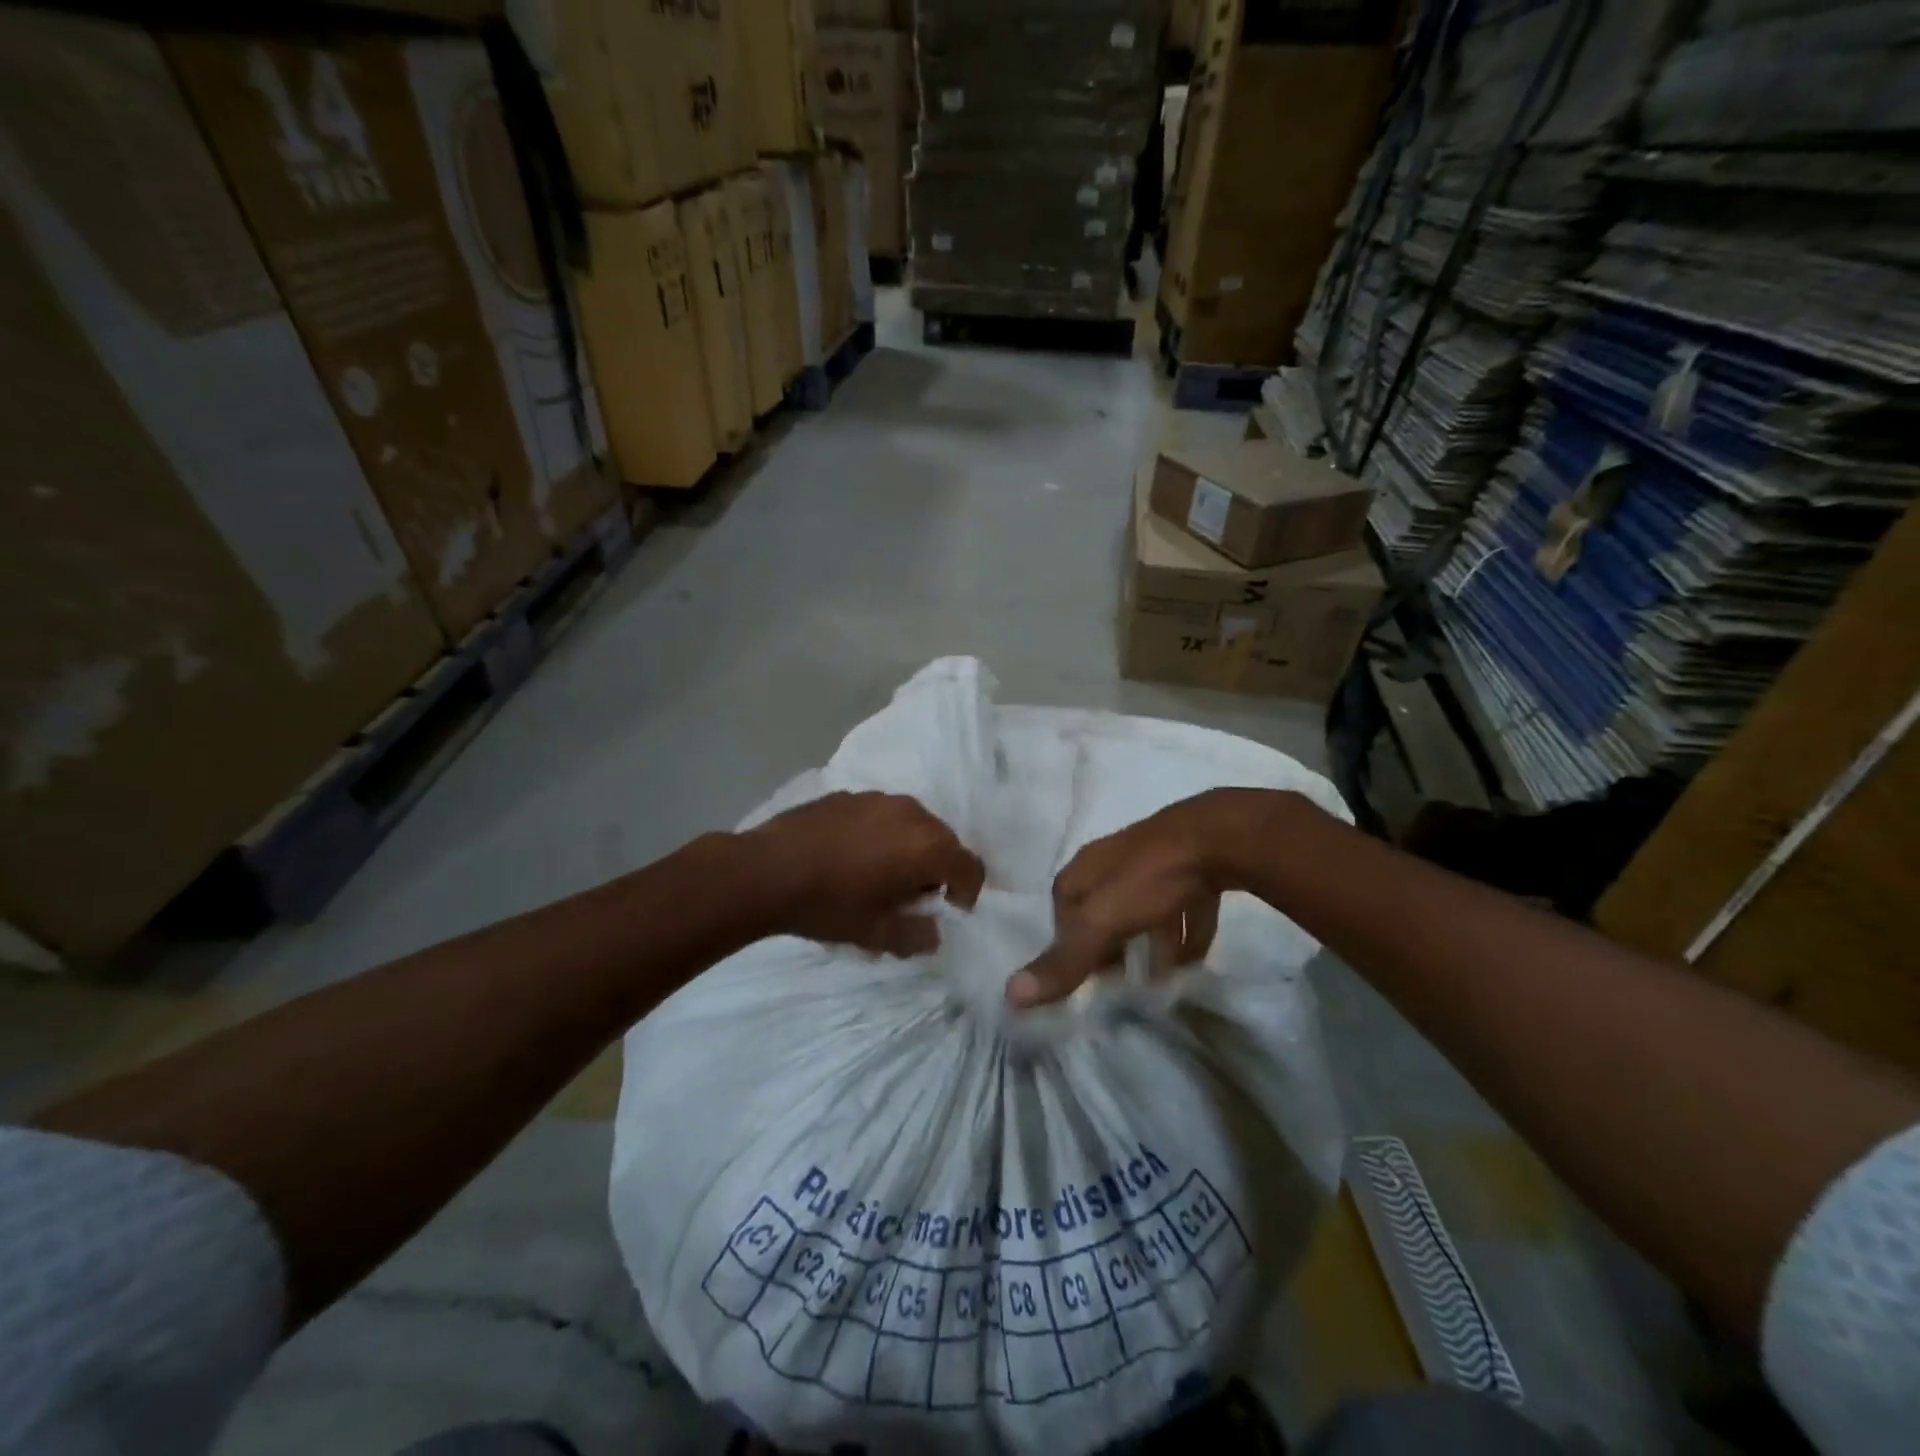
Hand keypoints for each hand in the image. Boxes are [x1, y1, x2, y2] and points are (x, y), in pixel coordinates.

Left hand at [743, 792, 985, 955]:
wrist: (766, 871)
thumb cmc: (830, 905)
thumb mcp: (877, 934)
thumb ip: (916, 936)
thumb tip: (931, 931)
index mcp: (927, 845)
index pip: (970, 866)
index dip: (967, 892)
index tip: (949, 910)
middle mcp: (911, 813)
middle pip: (943, 840)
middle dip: (937, 869)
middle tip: (913, 896)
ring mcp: (878, 798)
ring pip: (912, 824)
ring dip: (909, 848)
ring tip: (880, 873)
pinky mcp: (849, 794)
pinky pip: (881, 815)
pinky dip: (881, 834)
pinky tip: (851, 855)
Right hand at [1010, 789, 1249, 1007]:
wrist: (1219, 837)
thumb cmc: (1149, 878)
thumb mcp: (1102, 923)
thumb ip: (1064, 960)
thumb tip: (1010, 996)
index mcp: (1088, 867)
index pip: (1064, 901)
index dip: (1066, 936)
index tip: (1079, 970)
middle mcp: (1118, 860)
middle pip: (1104, 905)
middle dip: (1109, 942)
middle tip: (1118, 980)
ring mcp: (1159, 860)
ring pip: (1146, 907)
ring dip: (1150, 942)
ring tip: (1158, 982)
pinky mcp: (1196, 866)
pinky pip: (1185, 905)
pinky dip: (1186, 934)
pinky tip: (1194, 962)